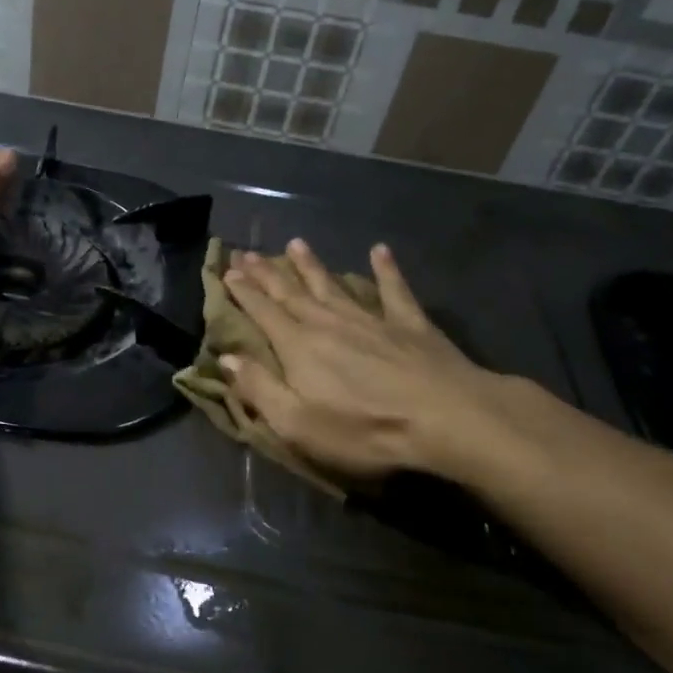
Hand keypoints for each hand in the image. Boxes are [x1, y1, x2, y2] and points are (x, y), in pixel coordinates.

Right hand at [220, 240, 530, 485]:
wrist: (445, 418)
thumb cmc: (364, 429)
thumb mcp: (297, 424)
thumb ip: (259, 389)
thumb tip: (227, 358)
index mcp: (299, 347)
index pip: (263, 313)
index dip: (244, 292)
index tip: (228, 272)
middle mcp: (329, 323)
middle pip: (292, 293)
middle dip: (267, 273)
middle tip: (248, 253)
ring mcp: (371, 319)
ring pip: (333, 285)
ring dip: (312, 265)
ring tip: (296, 244)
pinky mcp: (410, 324)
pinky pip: (393, 289)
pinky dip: (385, 269)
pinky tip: (379, 250)